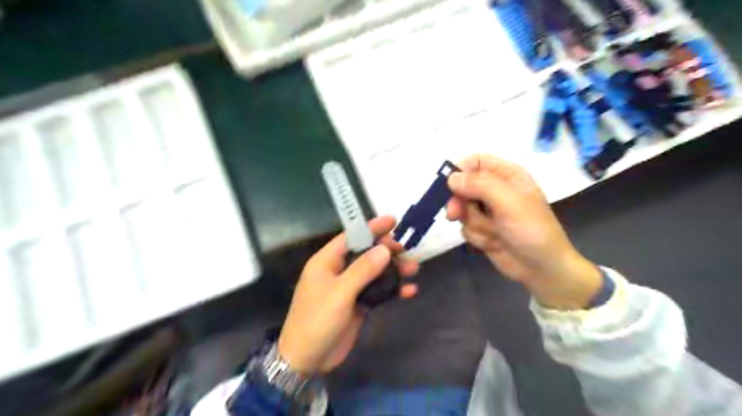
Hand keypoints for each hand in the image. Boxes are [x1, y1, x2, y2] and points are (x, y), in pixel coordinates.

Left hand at [278, 216, 418, 374]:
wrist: (308, 360)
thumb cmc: (317, 320)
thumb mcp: (340, 293)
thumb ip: (362, 270)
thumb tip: (384, 249)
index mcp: (327, 262)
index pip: (351, 237)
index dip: (371, 227)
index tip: (393, 220)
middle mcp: (339, 271)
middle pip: (366, 253)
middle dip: (386, 250)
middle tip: (405, 250)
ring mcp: (350, 287)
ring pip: (375, 271)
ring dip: (394, 270)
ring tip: (414, 269)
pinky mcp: (358, 303)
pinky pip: (378, 291)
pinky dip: (393, 289)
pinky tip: (409, 291)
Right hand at [446, 154, 601, 307]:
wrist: (541, 268)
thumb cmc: (530, 229)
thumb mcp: (508, 202)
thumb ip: (478, 185)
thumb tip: (451, 178)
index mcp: (507, 175)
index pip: (475, 161)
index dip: (460, 170)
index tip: (449, 185)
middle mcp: (496, 190)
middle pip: (463, 186)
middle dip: (460, 202)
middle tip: (455, 214)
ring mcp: (488, 211)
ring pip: (462, 209)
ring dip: (474, 223)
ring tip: (493, 233)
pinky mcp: (483, 229)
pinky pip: (466, 227)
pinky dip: (477, 236)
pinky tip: (493, 243)